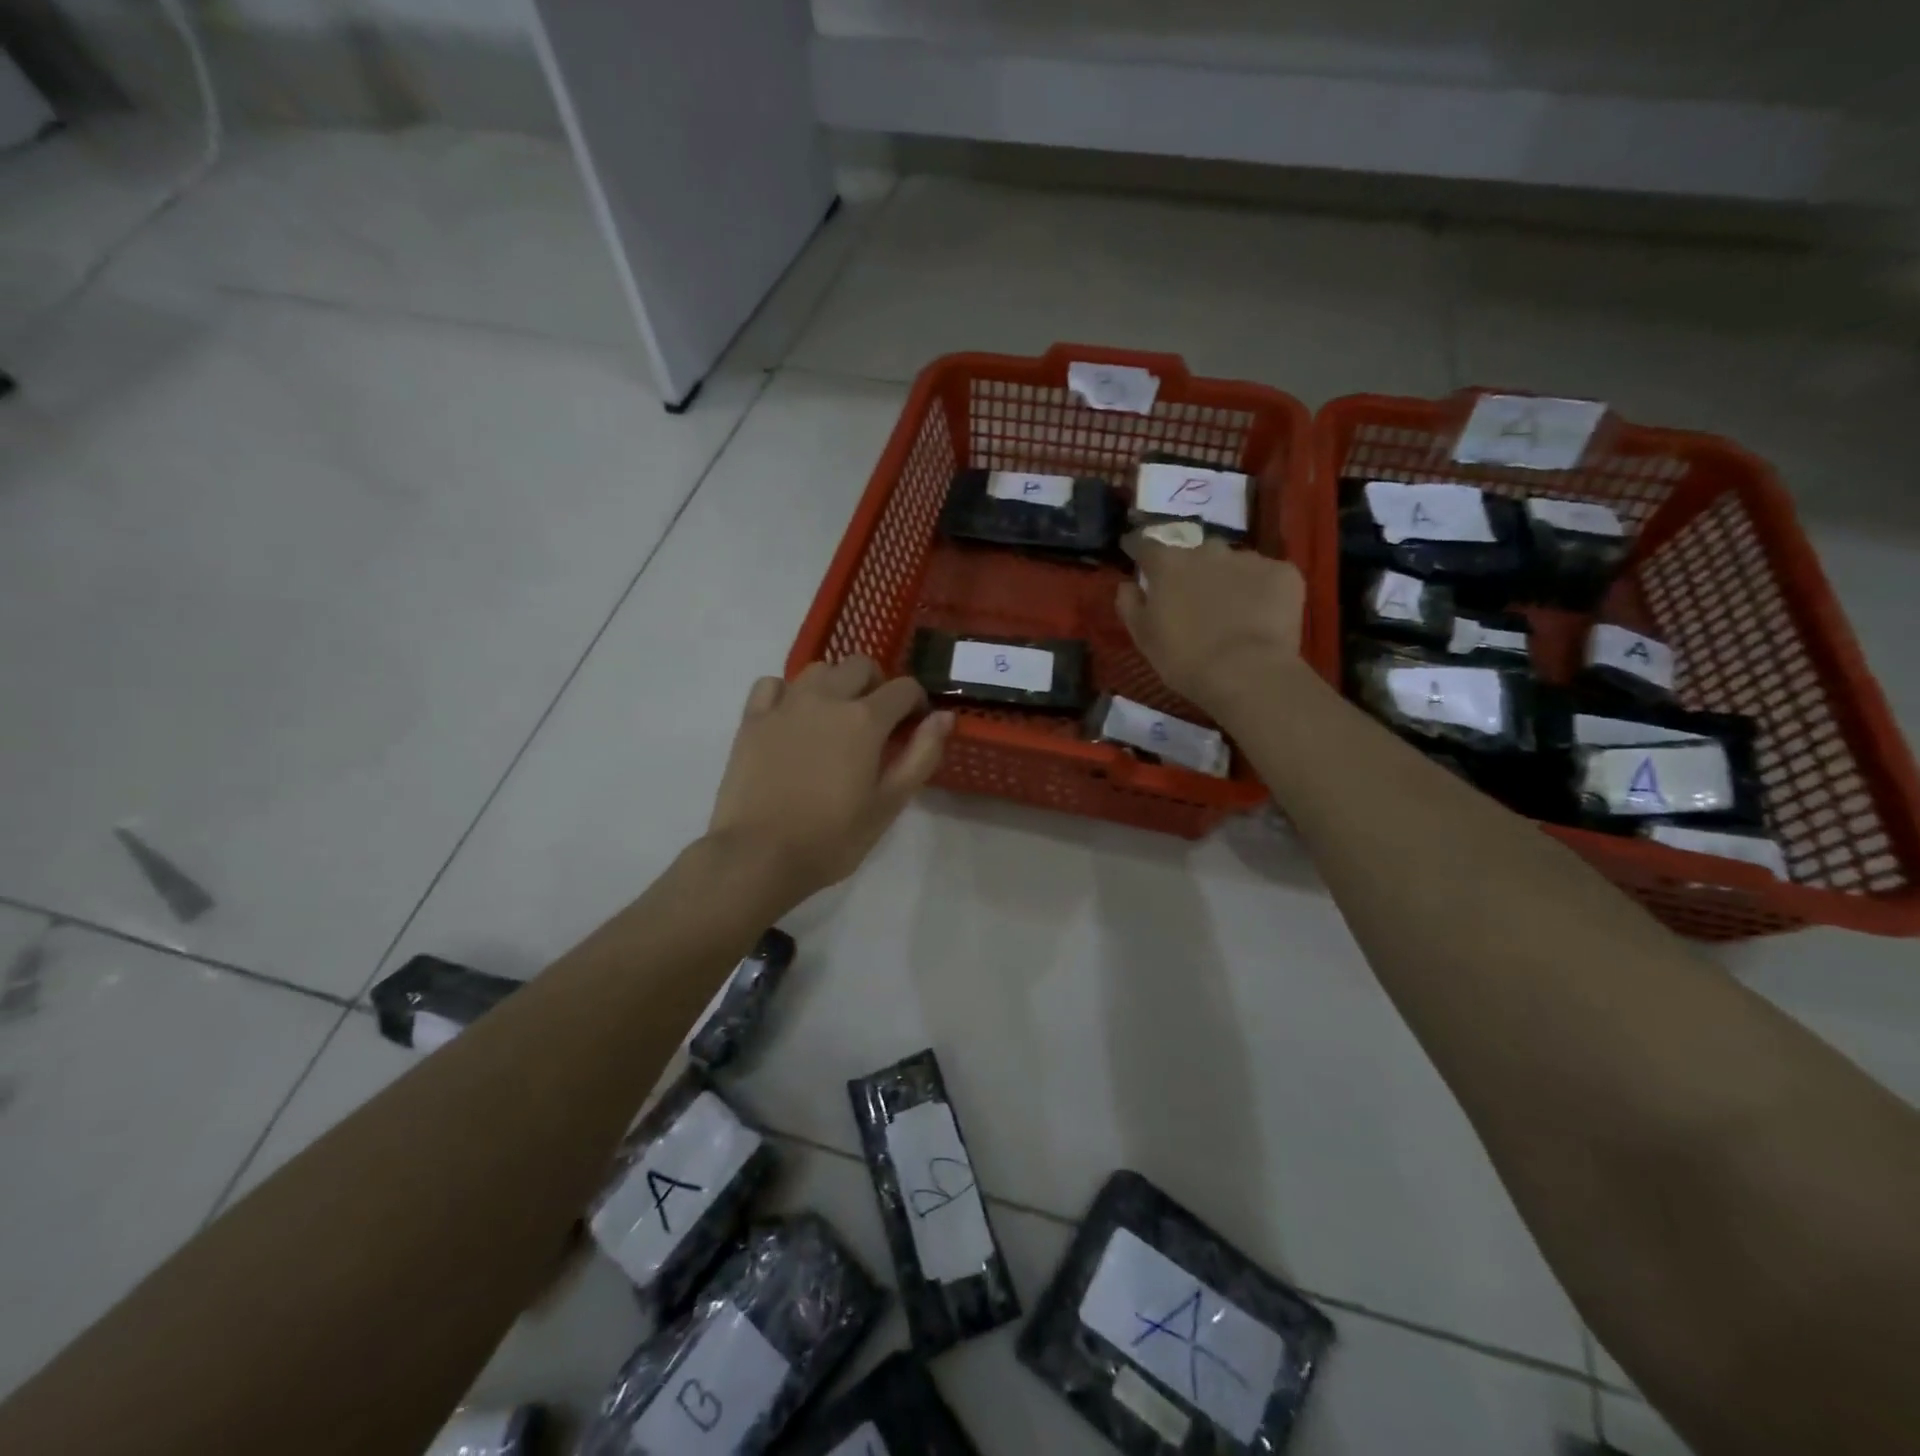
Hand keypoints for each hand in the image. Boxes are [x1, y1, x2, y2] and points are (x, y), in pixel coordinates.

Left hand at [707, 657, 952, 901]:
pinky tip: (791, 718)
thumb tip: (945, 716)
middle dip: (877, 685)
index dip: (916, 703)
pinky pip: (772, 684)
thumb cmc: (832, 837)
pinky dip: (787, 692)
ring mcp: (785, 704)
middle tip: (876, 722)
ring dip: (835, 684)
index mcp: (865, 719)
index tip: (913, 727)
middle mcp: (826, 698)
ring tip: (834, 718)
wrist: (759, 855)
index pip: (904, 688)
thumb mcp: (889, 804)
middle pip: (860, 665)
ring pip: (818, 669)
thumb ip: (921, 755)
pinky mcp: (752, 718)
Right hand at [1116, 534, 1307, 715]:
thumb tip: (1128, 584)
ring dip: (1228, 578)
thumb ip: (1130, 604)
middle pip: (1195, 552)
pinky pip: (1267, 576)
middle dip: (1191, 568)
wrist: (1247, 673)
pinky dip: (1262, 590)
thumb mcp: (1143, 637)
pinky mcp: (1284, 573)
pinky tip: (1261, 616)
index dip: (1138, 548)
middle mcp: (1207, 550)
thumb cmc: (1184, 658)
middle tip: (1193, 596)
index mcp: (1169, 564)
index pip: (1146, 545)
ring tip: (1232, 609)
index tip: (1134, 553)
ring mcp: (1249, 559)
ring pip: (1233, 562)